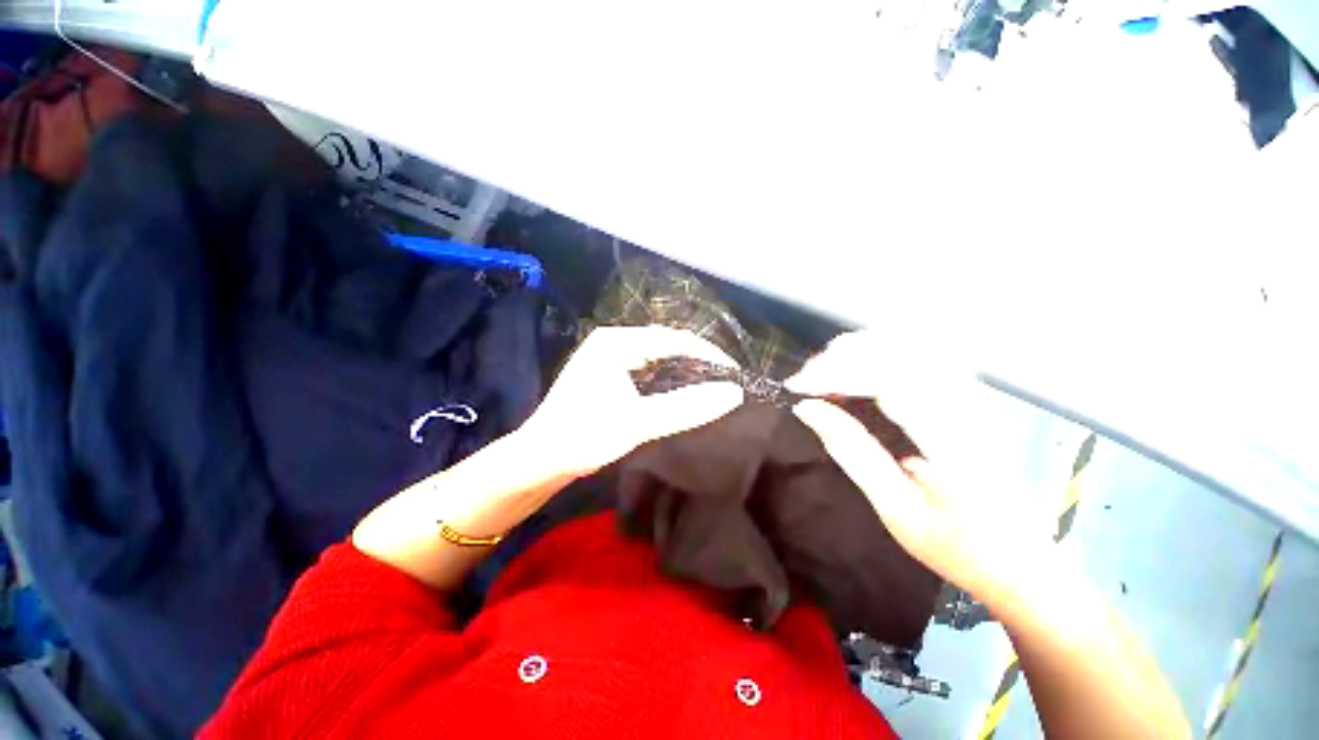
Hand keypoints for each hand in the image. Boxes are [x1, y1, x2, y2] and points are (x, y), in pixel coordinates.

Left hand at [521, 325, 743, 478]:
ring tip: (708, 386)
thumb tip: (732, 393)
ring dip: (682, 370)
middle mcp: (611, 341)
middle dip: (696, 361)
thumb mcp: (638, 423)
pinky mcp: (605, 373)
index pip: (674, 339)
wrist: (538, 459)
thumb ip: (685, 407)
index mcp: (616, 342)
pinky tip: (679, 392)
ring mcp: (606, 356)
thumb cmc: (583, 437)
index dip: (708, 355)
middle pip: (665, 344)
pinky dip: (665, 378)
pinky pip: (645, 368)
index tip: (734, 374)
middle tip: (724, 382)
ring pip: (656, 356)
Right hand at [787, 331, 1052, 604]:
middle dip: (843, 356)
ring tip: (826, 370)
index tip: (797, 387)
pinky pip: (924, 355)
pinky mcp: (976, 397)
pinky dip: (882, 353)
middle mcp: (973, 409)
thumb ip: (852, 452)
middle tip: (806, 378)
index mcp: (956, 445)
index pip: (890, 381)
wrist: (1025, 563)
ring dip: (861, 350)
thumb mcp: (896, 509)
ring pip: (914, 345)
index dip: (836, 374)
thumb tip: (807, 409)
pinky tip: (859, 368)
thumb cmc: (957, 547)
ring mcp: (979, 398)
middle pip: (901, 352)